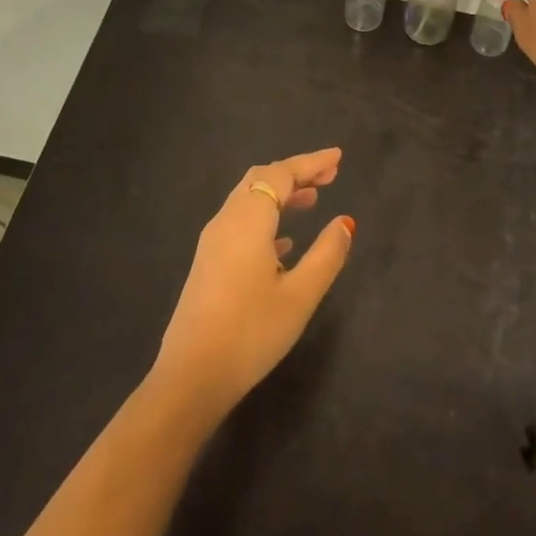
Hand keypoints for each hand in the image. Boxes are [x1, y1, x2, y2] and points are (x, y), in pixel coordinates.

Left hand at [153, 148, 354, 419]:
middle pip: (260, 180)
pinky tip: (285, 243)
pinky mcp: (208, 264)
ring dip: (280, 194)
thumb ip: (327, 254)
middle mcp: (226, 222)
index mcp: (248, 221)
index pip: (281, 174)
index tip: (338, 158)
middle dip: (295, 172)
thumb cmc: (251, 333)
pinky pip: (240, 224)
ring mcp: (212, 243)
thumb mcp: (300, 295)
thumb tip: (344, 222)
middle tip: (329, 175)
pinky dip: (266, 218)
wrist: (191, 377)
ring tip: (312, 200)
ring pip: (248, 201)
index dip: (310, 163)